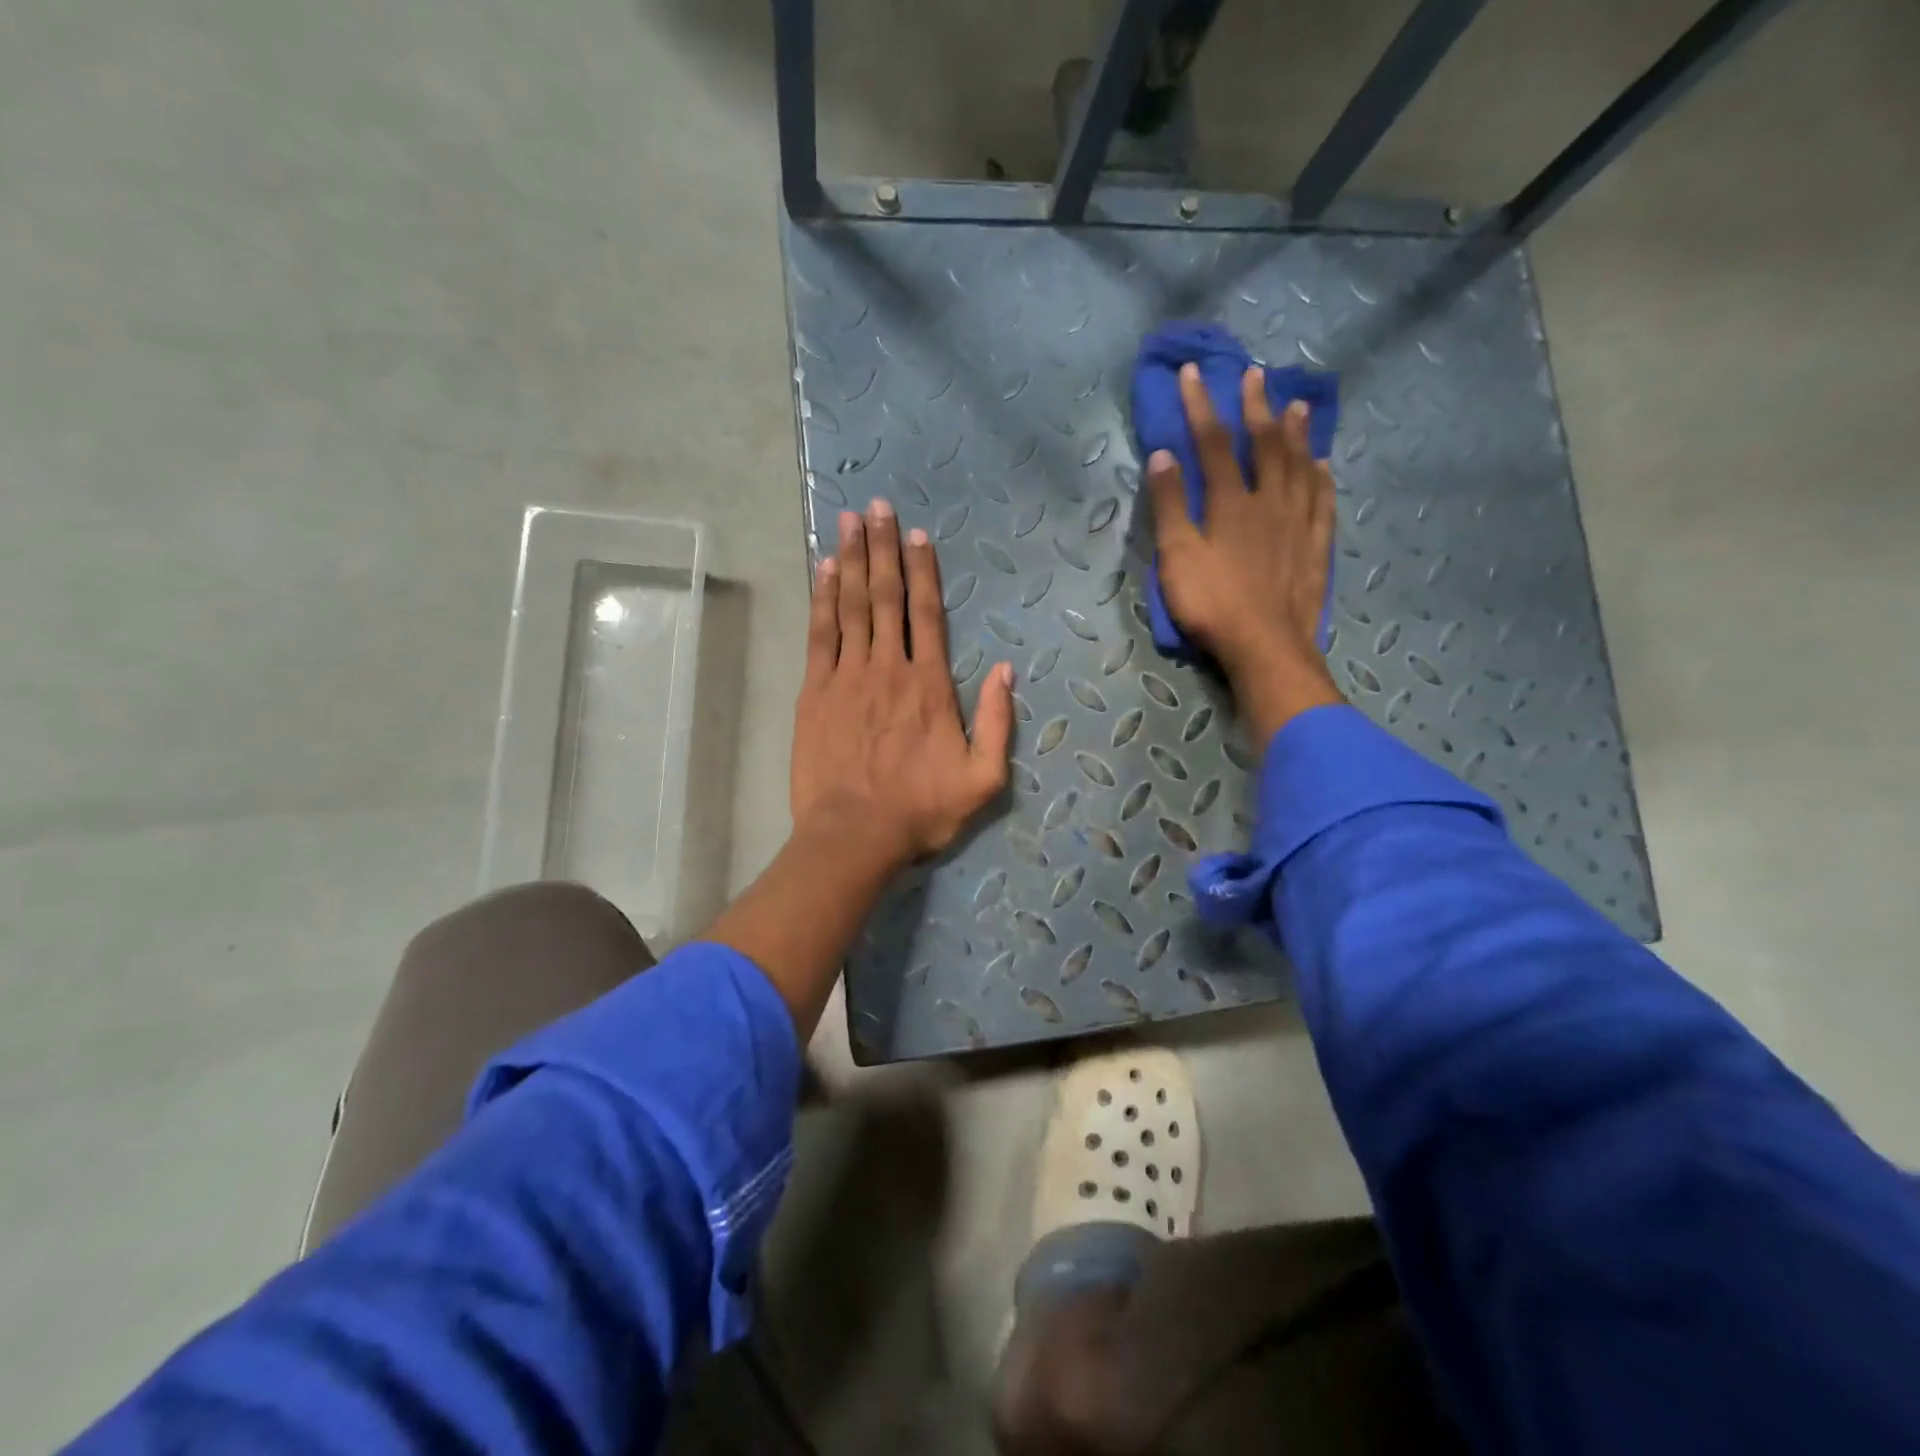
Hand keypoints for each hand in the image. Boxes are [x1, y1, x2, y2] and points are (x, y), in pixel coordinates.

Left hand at [791, 499, 1013, 870]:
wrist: (854, 835)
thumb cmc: (921, 810)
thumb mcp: (983, 779)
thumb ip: (997, 723)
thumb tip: (1005, 670)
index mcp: (929, 685)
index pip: (927, 614)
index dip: (923, 571)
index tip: (917, 535)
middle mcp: (888, 667)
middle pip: (886, 596)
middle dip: (882, 548)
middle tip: (876, 507)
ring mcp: (847, 676)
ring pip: (852, 606)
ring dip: (852, 561)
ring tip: (849, 522)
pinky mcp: (815, 692)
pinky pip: (820, 634)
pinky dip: (823, 599)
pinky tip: (825, 570)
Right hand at [1146, 362, 1343, 743]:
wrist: (1265, 646)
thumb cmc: (1212, 605)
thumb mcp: (1177, 558)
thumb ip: (1169, 507)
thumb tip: (1162, 455)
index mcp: (1230, 503)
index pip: (1213, 444)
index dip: (1201, 407)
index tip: (1192, 373)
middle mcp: (1269, 502)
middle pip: (1265, 445)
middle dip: (1255, 407)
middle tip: (1254, 375)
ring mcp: (1298, 524)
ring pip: (1299, 466)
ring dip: (1296, 433)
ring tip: (1297, 404)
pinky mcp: (1315, 547)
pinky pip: (1322, 502)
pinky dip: (1321, 478)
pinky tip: (1323, 465)